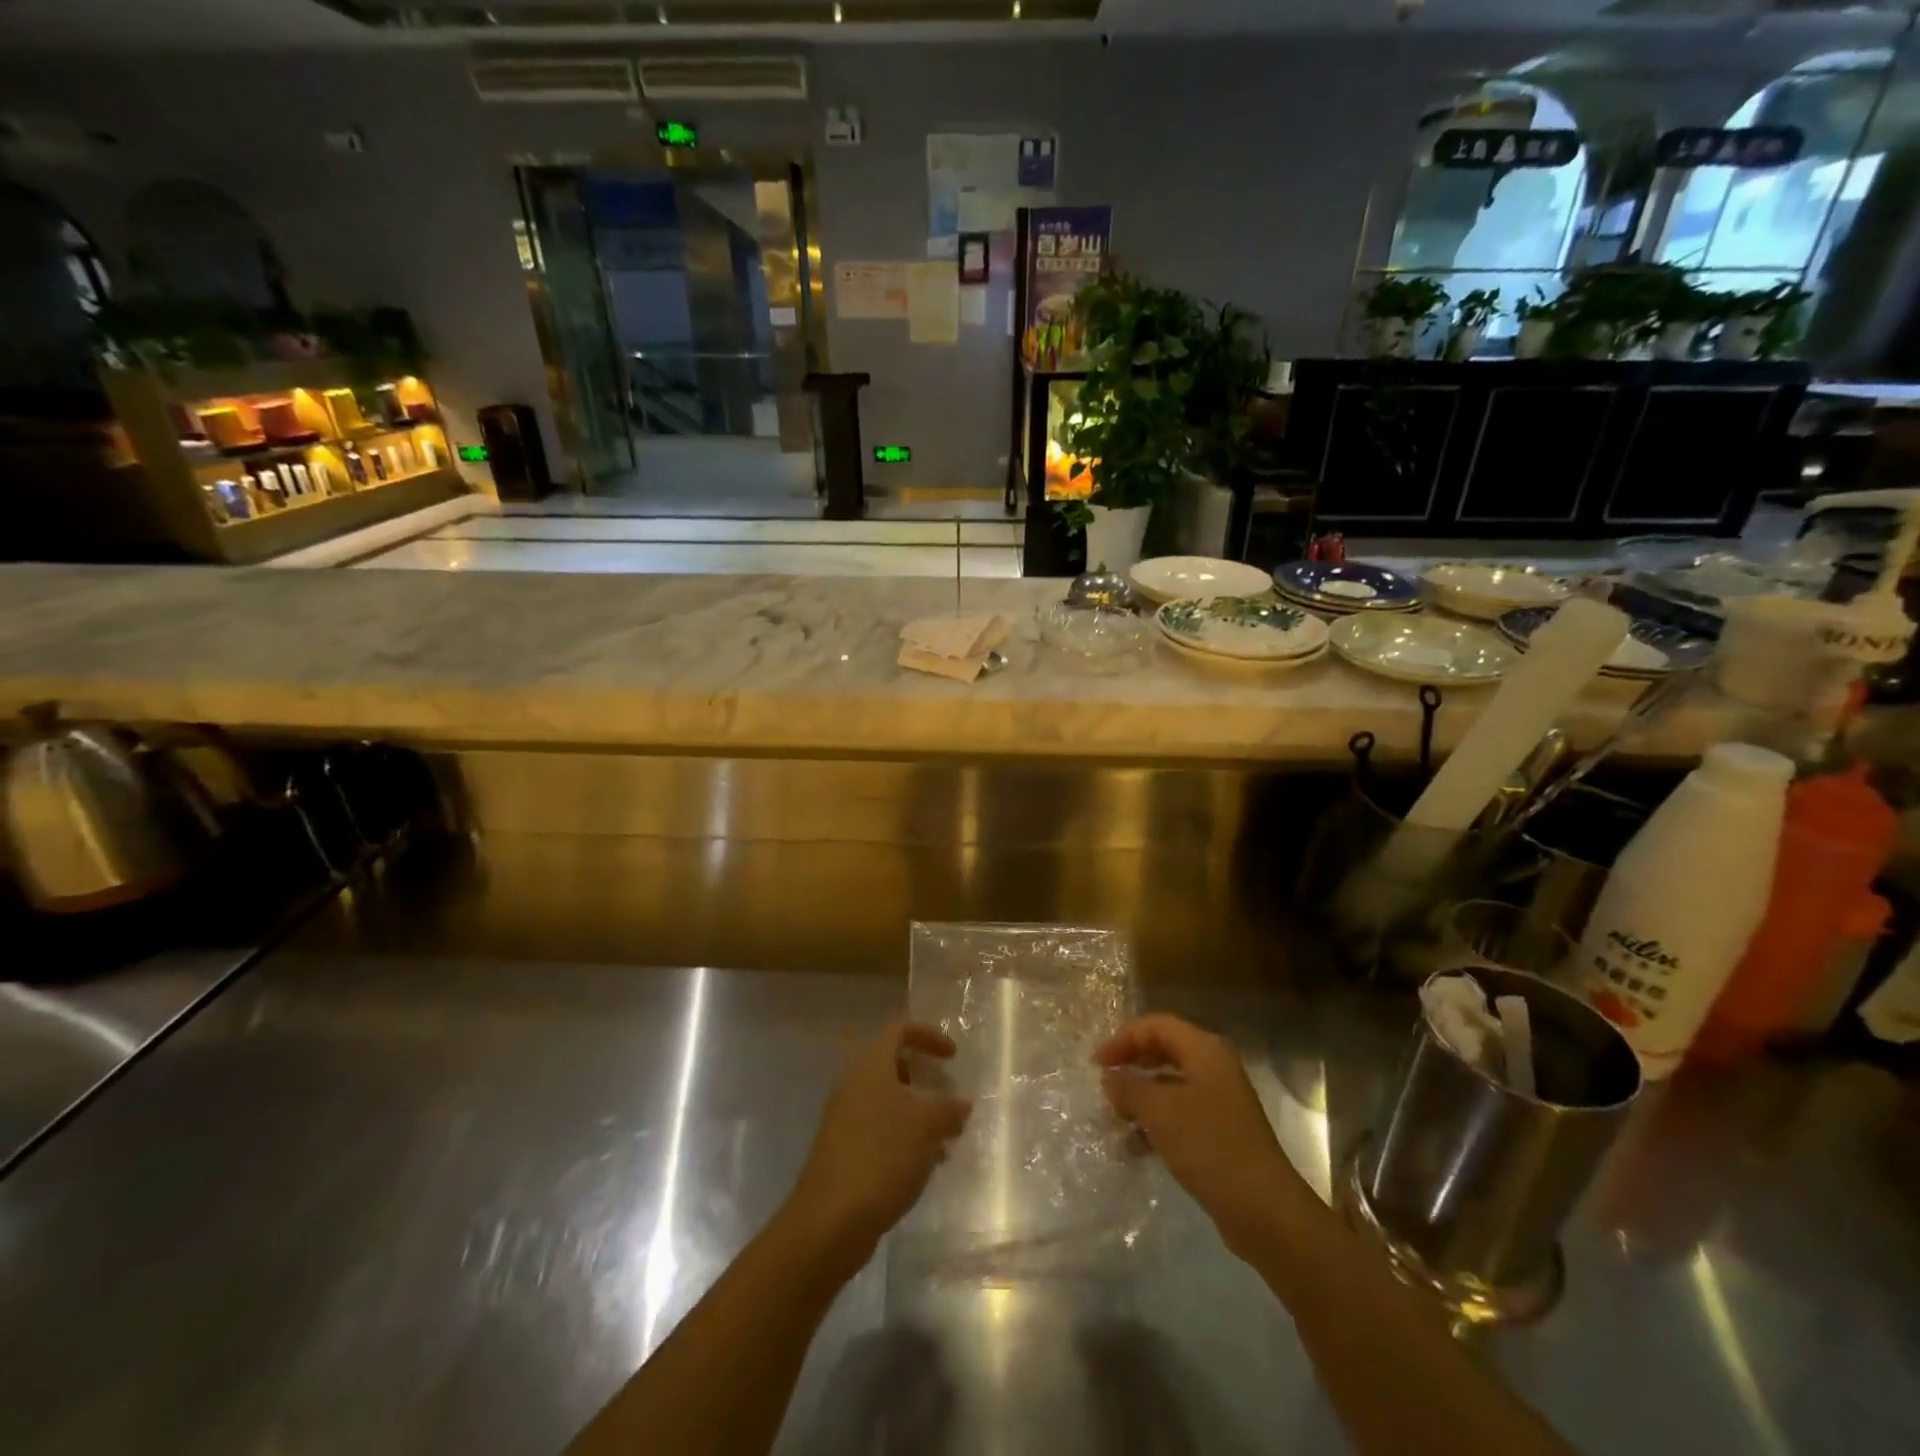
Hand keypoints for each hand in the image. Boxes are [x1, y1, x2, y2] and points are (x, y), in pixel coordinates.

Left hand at [781, 1021, 971, 1271]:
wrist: (829, 1220)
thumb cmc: (882, 1157)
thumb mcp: (927, 1127)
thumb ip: (950, 1108)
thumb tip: (963, 1101)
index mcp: (871, 1067)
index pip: (899, 1030)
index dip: (929, 1035)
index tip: (954, 1057)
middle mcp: (854, 1085)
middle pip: (892, 1066)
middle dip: (924, 1079)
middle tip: (948, 1098)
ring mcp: (845, 1119)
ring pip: (887, 1102)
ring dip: (917, 1113)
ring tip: (946, 1140)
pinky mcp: (843, 1150)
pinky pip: (879, 1130)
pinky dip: (903, 1137)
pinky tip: (924, 1165)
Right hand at [1097, 1014, 1309, 1258]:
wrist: (1264, 1210)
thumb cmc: (1210, 1147)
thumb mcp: (1160, 1112)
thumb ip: (1130, 1089)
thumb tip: (1110, 1078)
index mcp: (1205, 1050)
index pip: (1156, 1026)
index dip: (1123, 1039)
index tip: (1097, 1064)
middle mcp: (1214, 1067)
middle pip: (1164, 1051)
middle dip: (1131, 1065)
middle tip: (1104, 1085)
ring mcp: (1220, 1100)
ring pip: (1170, 1084)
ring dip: (1141, 1097)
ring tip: (1114, 1117)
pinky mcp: (1221, 1131)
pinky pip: (1180, 1113)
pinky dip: (1156, 1122)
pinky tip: (1135, 1146)